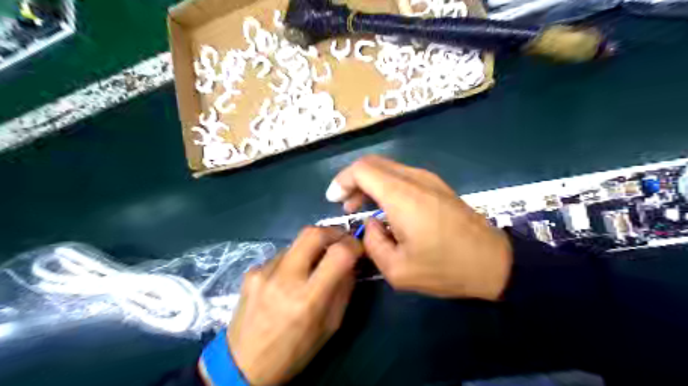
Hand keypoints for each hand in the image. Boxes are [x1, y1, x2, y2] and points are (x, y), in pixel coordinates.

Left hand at [227, 227, 364, 383]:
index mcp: (308, 299)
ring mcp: (264, 272)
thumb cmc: (294, 352)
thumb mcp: (330, 327)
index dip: (353, 244)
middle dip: (333, 232)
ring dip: (311, 249)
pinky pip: (281, 256)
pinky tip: (288, 280)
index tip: (358, 247)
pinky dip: (293, 261)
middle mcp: (285, 279)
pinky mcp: (251, 271)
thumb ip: (343, 290)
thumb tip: (351, 262)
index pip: (338, 254)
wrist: (242, 366)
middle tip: (340, 241)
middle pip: (313, 233)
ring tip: (312, 267)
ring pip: (296, 243)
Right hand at [327, 156, 509, 299]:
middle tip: (346, 205)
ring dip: (369, 183)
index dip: (342, 180)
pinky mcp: (437, 185)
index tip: (334, 200)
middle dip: (353, 181)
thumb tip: (371, 223)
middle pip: (373, 163)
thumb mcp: (398, 270)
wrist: (494, 263)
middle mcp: (414, 179)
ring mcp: (428, 179)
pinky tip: (385, 207)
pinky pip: (402, 176)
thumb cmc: (445, 268)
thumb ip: (373, 243)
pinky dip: (385, 185)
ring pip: (387, 168)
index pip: (362, 170)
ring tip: (362, 208)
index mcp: (402, 196)